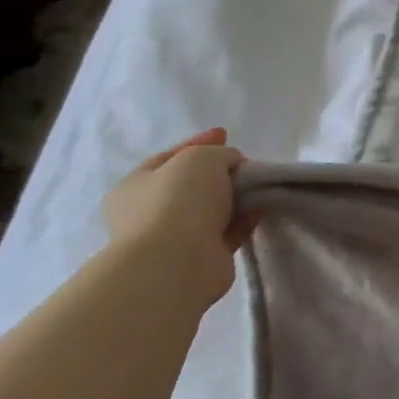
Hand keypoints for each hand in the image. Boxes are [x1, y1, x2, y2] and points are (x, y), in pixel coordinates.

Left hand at [103, 129, 249, 299]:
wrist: (176, 263)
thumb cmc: (178, 200)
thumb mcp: (201, 157)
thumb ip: (220, 154)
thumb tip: (233, 166)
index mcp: (135, 185)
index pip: (169, 156)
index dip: (198, 143)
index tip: (226, 135)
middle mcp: (149, 212)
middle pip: (193, 184)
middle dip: (221, 173)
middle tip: (248, 165)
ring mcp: (174, 237)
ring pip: (212, 209)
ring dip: (236, 198)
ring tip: (262, 186)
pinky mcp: (201, 258)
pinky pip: (227, 231)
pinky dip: (244, 219)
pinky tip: (262, 208)